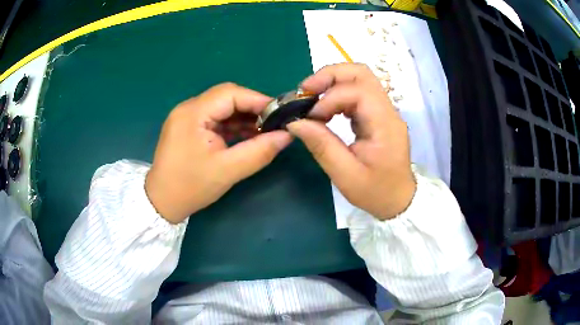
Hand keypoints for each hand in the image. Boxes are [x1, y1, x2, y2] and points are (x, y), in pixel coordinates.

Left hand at [145, 83, 292, 223]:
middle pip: (226, 97)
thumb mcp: (228, 171)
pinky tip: (247, 136)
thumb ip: (259, 151)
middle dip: (252, 108)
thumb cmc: (191, 187)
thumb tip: (287, 135)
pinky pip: (215, 119)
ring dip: (243, 117)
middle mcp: (188, 108)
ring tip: (264, 131)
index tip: (280, 114)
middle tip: (274, 123)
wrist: (161, 202)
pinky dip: (232, 125)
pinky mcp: (189, 127)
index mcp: (192, 113)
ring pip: (222, 107)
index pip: (230, 93)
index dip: (258, 100)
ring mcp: (187, 117)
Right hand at [287, 63, 415, 219]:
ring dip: (332, 82)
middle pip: (361, 73)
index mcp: (385, 125)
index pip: (358, 92)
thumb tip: (295, 122)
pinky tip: (325, 109)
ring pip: (359, 79)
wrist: (398, 199)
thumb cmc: (375, 192)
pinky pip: (358, 92)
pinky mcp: (378, 114)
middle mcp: (387, 111)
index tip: (309, 116)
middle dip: (329, 75)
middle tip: (305, 90)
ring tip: (311, 98)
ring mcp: (384, 110)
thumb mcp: (345, 175)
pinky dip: (337, 93)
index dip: (330, 98)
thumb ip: (322, 146)